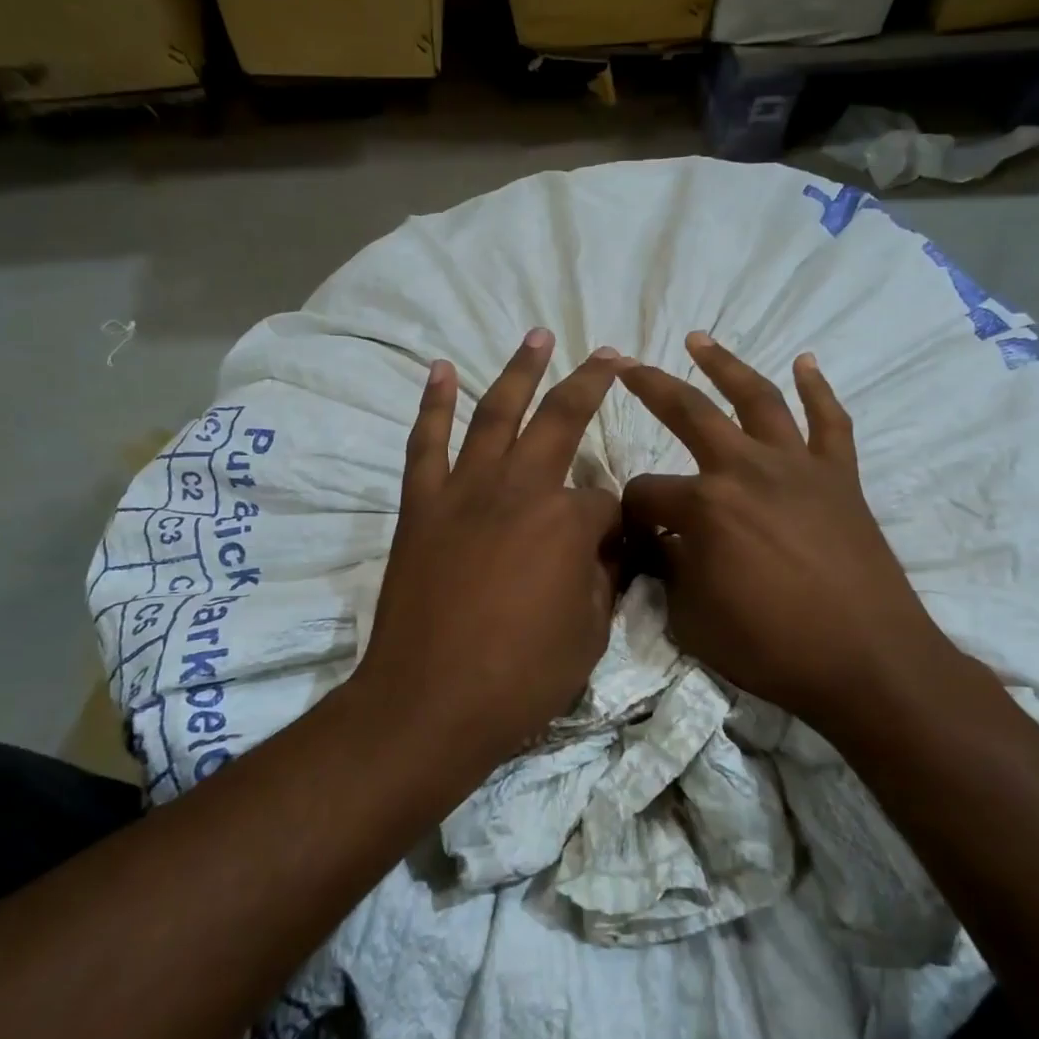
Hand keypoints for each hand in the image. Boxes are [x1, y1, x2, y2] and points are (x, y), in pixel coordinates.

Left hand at [357, 329, 625, 762]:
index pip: (606, 502)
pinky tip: (440, 371)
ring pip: (495, 415)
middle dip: (589, 384)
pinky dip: (433, 405)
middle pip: (561, 422)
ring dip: (518, 371)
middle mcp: (520, 490)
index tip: (616, 548)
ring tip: (536, 335)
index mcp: (568, 521)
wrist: (430, 703)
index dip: (616, 523)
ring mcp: (465, 492)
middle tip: (606, 355)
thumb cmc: (520, 678)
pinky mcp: (422, 507)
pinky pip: (426, 444)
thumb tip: (606, 548)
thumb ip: (603, 578)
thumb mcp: (589, 634)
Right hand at [619, 332, 960, 732]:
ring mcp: (798, 467)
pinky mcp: (841, 477)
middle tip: (627, 366)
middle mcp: (747, 470)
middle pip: (689, 413)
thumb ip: (669, 573)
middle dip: (651, 388)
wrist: (868, 662)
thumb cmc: (773, 648)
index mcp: (704, 506)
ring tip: (699, 339)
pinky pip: (830, 422)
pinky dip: (818, 389)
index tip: (635, 536)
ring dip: (726, 364)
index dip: (632, 514)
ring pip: (757, 399)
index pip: (646, 494)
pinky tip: (806, 363)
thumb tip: (662, 546)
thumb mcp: (693, 621)